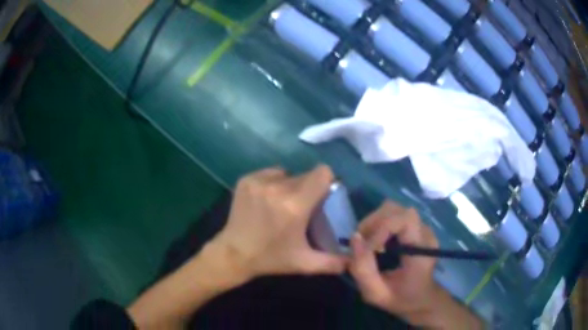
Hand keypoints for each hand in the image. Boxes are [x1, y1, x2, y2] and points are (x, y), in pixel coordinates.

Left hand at [212, 165, 346, 279]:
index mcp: (295, 205)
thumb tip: (354, 258)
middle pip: (306, 175)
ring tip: (282, 205)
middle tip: (301, 208)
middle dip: (308, 189)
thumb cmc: (271, 258)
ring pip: (288, 174)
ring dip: (290, 186)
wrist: (234, 254)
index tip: (322, 198)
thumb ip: (334, 262)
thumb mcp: (305, 263)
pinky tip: (267, 201)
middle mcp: (278, 187)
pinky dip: (274, 183)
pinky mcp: (246, 179)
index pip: (322, 173)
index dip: (326, 183)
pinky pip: (271, 174)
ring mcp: (259, 181)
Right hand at [348, 202, 438, 319]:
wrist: (422, 299)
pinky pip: (394, 215)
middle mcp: (425, 233)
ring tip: (368, 243)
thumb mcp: (376, 294)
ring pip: (393, 209)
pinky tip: (376, 243)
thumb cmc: (400, 299)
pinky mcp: (416, 227)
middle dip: (373, 223)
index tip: (367, 248)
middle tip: (361, 245)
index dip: (381, 228)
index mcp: (421, 250)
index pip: (405, 219)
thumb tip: (354, 238)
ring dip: (375, 222)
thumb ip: (363, 269)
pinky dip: (379, 224)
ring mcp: (422, 228)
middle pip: (396, 209)